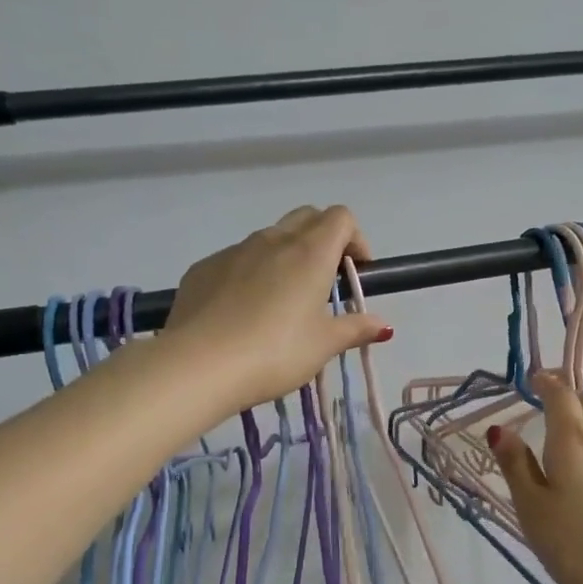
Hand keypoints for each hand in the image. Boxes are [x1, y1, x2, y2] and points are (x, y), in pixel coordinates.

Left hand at [162, 206, 389, 410]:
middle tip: (325, 282)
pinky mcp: (203, 268)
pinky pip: (236, 260)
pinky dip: (251, 274)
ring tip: (284, 302)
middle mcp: (272, 241)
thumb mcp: (324, 345)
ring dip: (286, 257)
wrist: (199, 365)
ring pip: (269, 238)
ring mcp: (233, 251)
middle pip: (306, 218)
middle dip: (323, 239)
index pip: (341, 218)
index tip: (355, 273)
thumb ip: (355, 329)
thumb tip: (383, 325)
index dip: (355, 239)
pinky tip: (244, 313)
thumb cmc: (276, 353)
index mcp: (309, 253)